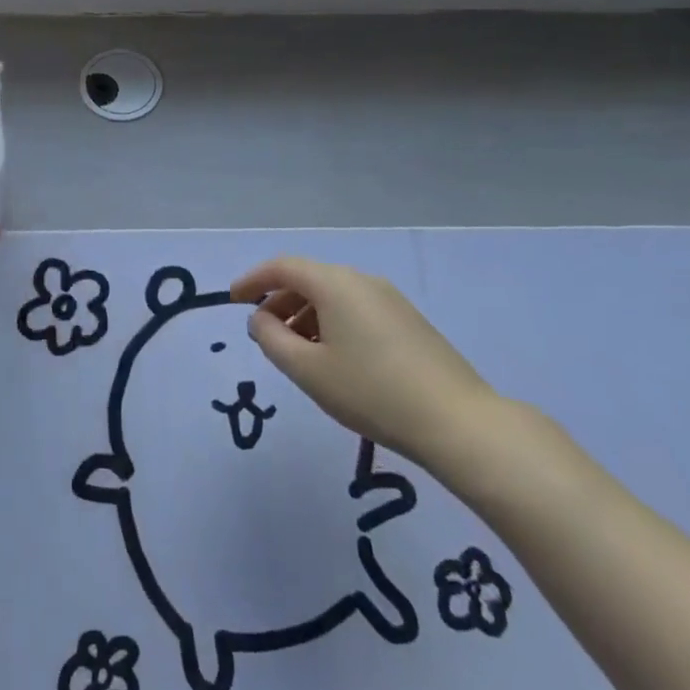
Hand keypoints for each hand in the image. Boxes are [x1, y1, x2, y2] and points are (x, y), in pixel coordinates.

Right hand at [232, 257, 501, 474]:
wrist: (457, 421)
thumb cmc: (371, 392)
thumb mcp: (307, 370)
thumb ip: (272, 339)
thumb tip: (260, 318)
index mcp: (334, 283)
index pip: (282, 267)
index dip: (252, 279)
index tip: (232, 299)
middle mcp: (362, 280)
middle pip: (309, 278)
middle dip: (279, 301)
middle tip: (263, 333)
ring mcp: (389, 299)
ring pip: (333, 295)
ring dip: (305, 315)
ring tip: (295, 352)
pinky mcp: (408, 320)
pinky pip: (356, 309)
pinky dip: (331, 323)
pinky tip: (332, 358)